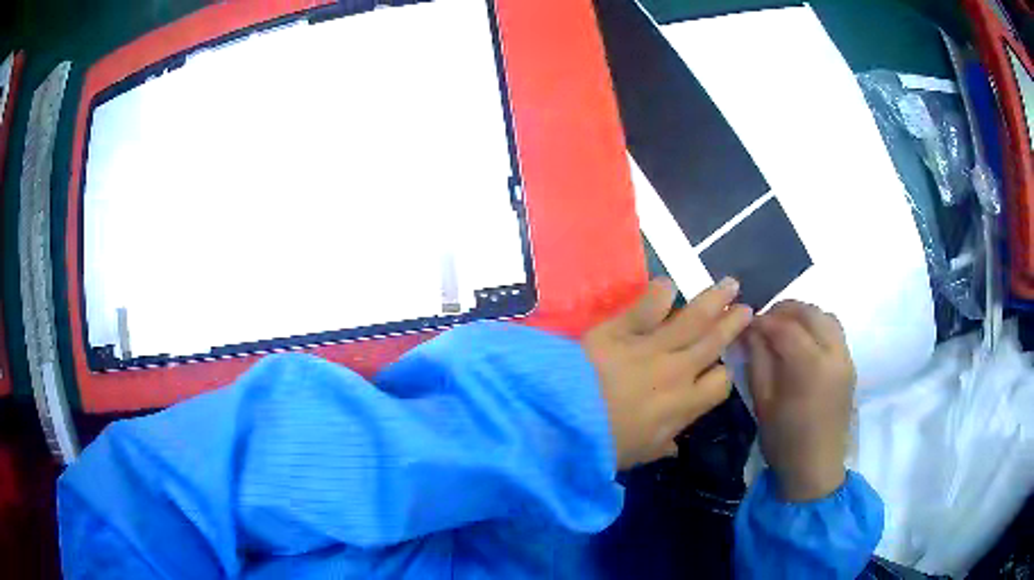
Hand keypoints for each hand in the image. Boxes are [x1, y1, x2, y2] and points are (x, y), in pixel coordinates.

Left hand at [582, 277, 752, 469]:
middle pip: (713, 342)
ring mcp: (650, 347)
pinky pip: (645, 307)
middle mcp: (676, 371)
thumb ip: (659, 448)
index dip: (723, 373)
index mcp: (682, 406)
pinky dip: (658, 294)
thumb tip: (674, 449)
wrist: (561, 421)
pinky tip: (668, 284)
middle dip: (732, 324)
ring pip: (691, 319)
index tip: (721, 367)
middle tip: (746, 308)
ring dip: (713, 300)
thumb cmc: (601, 444)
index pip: (719, 384)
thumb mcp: (635, 455)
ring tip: (730, 284)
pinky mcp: (619, 329)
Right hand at [743, 300, 855, 501]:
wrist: (815, 468)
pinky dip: (818, 327)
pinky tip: (803, 344)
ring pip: (826, 318)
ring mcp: (846, 359)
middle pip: (810, 313)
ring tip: (784, 328)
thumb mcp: (763, 402)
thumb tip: (750, 331)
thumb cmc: (784, 441)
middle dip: (784, 310)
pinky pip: (835, 333)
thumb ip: (758, 361)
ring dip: (804, 315)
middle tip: (764, 321)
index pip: (785, 327)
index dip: (763, 321)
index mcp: (810, 366)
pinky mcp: (850, 366)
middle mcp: (834, 354)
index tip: (745, 324)